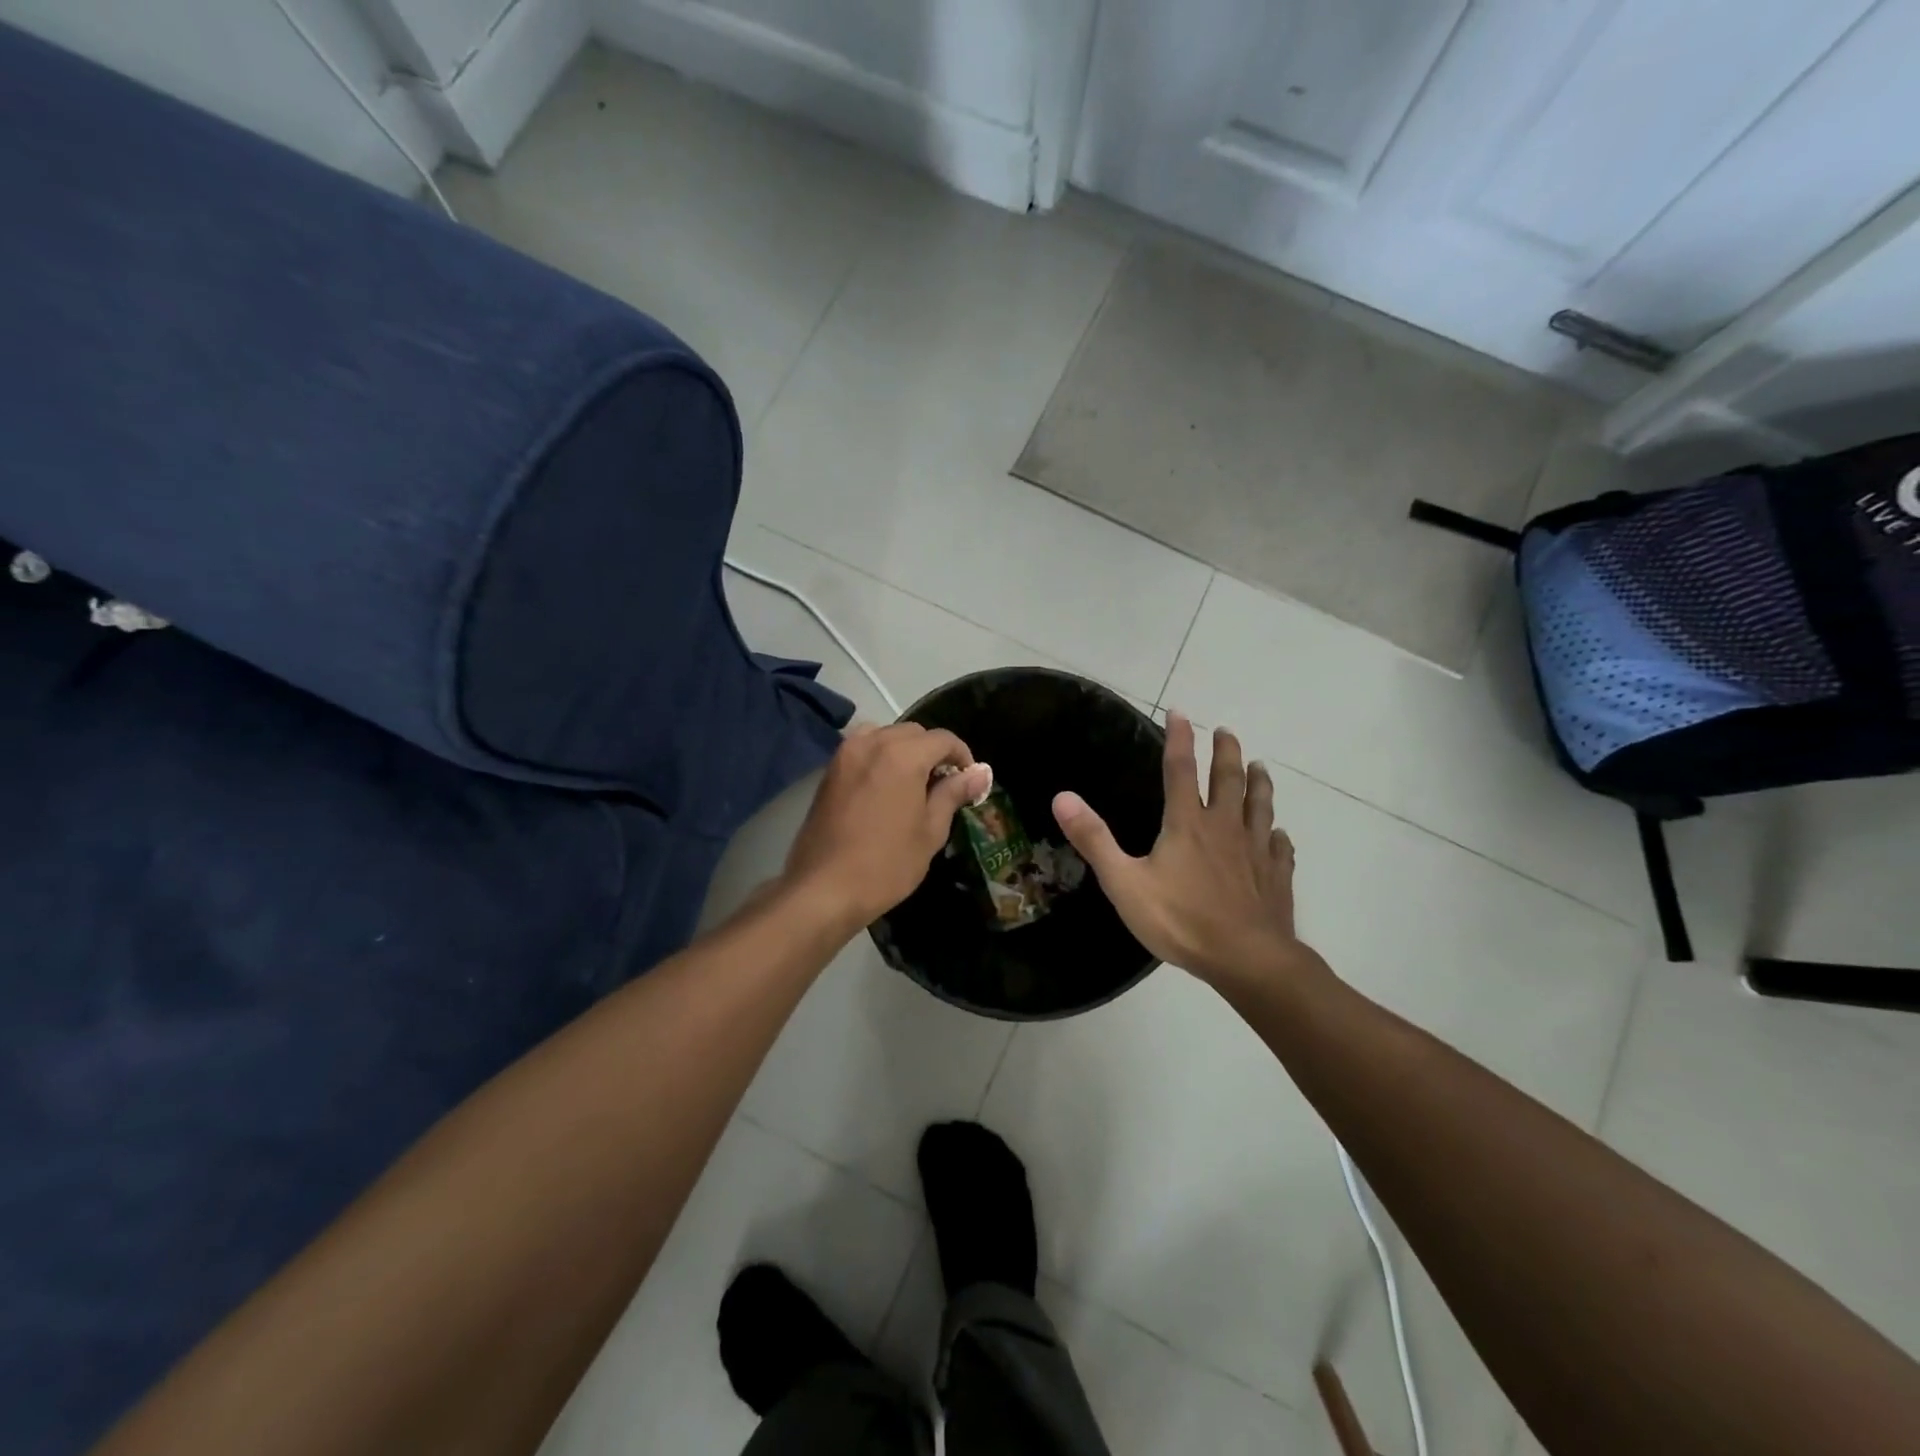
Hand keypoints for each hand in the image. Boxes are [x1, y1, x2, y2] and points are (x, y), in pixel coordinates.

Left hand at [785, 723, 992, 929]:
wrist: (824, 889)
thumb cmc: (886, 864)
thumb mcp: (930, 831)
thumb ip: (953, 794)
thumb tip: (980, 773)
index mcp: (903, 755)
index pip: (943, 739)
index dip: (963, 756)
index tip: (970, 781)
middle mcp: (873, 743)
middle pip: (914, 733)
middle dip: (933, 752)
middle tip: (944, 786)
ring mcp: (846, 754)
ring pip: (885, 735)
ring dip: (905, 750)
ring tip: (913, 784)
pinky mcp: (829, 770)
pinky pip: (863, 748)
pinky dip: (880, 757)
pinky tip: (886, 789)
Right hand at [1051, 713, 1317, 989]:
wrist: (1247, 959)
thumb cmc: (1181, 920)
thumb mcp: (1124, 882)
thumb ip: (1094, 839)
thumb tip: (1062, 797)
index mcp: (1187, 824)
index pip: (1181, 770)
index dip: (1179, 739)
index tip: (1180, 712)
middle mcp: (1225, 827)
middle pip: (1228, 779)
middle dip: (1226, 752)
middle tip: (1226, 731)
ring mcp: (1256, 851)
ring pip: (1261, 806)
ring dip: (1259, 783)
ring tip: (1261, 766)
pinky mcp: (1276, 876)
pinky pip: (1280, 847)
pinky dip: (1278, 835)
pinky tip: (1280, 834)